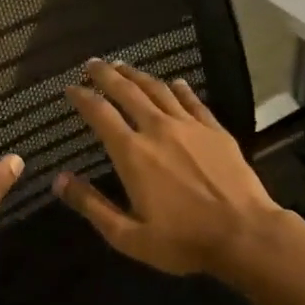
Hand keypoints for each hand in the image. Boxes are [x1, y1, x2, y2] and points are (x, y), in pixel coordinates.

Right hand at [55, 59, 296, 275]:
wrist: (245, 235)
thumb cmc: (183, 241)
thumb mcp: (127, 235)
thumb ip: (92, 205)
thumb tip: (59, 181)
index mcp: (132, 153)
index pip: (100, 114)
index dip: (82, 97)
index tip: (70, 87)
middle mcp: (158, 129)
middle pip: (127, 92)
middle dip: (106, 75)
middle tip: (92, 63)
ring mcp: (190, 127)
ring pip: (158, 90)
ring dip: (137, 75)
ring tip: (123, 66)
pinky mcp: (215, 131)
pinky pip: (193, 101)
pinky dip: (180, 89)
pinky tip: (175, 82)